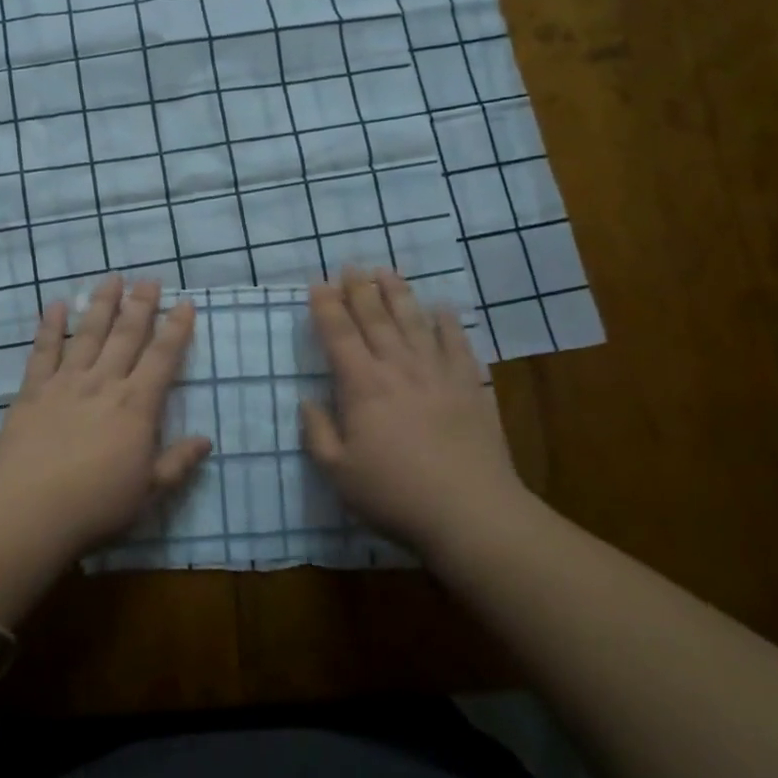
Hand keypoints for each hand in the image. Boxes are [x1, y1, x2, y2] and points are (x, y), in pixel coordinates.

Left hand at [0, 276, 210, 555]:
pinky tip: (57, 305)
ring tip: (112, 278)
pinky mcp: (34, 391)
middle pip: (126, 335)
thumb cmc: (97, 504)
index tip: (184, 304)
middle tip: (150, 279)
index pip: (163, 358)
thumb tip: (207, 440)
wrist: (31, 508)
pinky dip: (51, 326)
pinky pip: (44, 351)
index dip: (176, 329)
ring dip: (102, 304)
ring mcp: (67, 383)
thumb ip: (178, 463)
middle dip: (141, 305)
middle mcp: (104, 383)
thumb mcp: (149, 491)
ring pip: (89, 334)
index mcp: (137, 406)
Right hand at [300, 267, 532, 554]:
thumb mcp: (338, 473)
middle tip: (350, 265)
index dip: (326, 307)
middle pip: (375, 318)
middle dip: (359, 289)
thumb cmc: (395, 494)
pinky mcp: (469, 386)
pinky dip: (448, 322)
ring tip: (387, 272)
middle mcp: (397, 368)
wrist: (470, 511)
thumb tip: (308, 401)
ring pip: (413, 322)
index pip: (338, 335)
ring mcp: (437, 373)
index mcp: (362, 386)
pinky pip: (457, 344)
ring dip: (398, 294)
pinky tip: (442, 307)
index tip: (318, 284)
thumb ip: (318, 433)